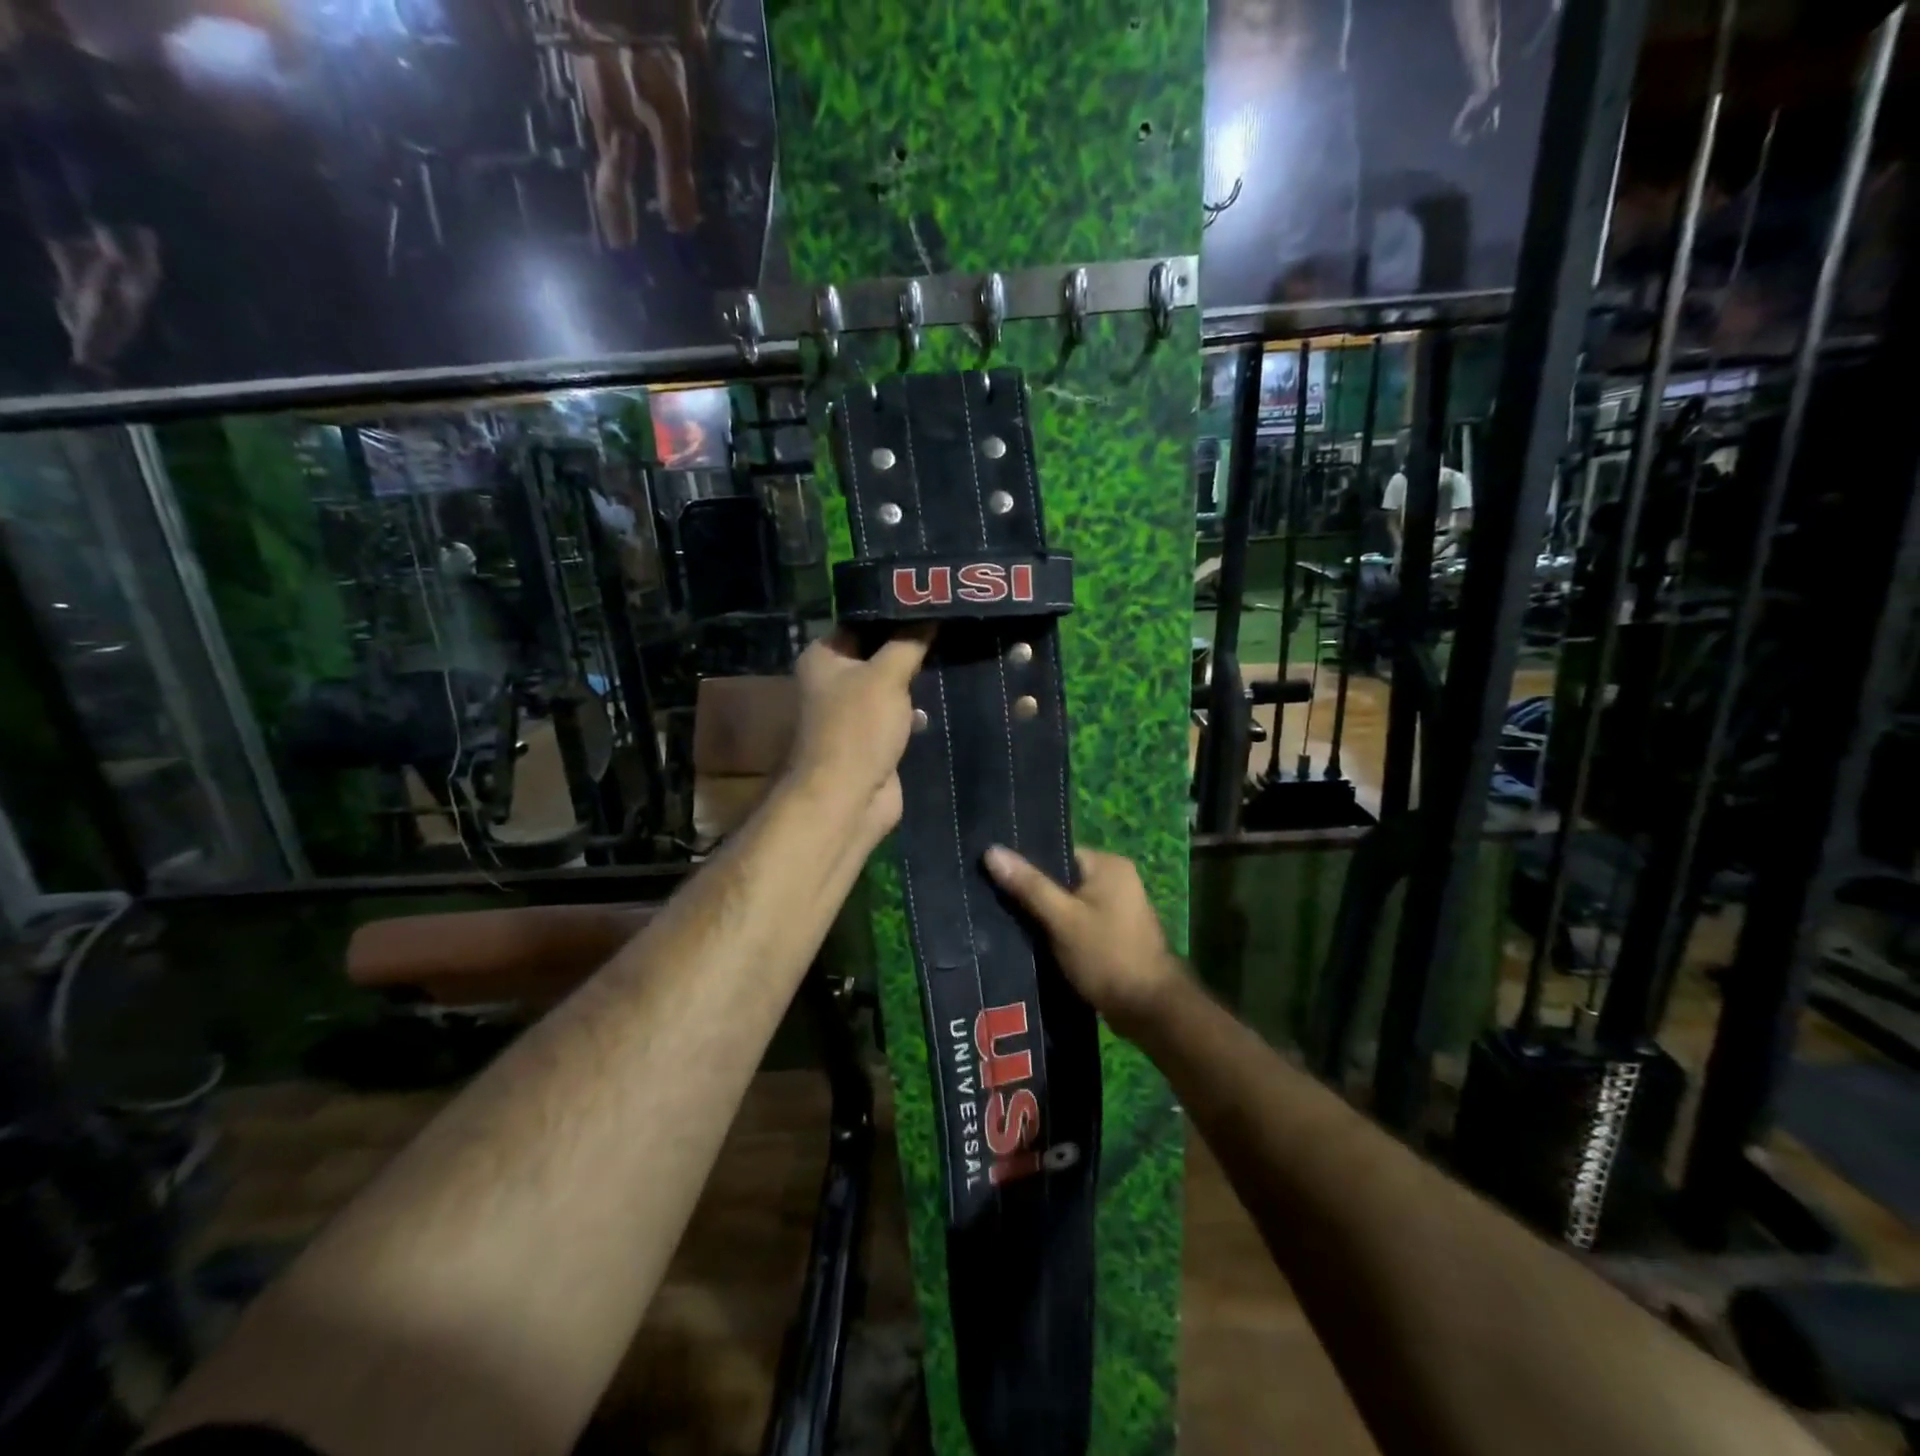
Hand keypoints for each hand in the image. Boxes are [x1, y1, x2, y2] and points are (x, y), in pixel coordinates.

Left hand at [785, 625, 933, 847]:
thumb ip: (909, 642)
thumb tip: (931, 612)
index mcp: (824, 656)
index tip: (931, 599)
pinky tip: (944, 695)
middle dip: (911, 644)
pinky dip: (916, 708)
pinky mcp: (872, 738)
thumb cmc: (859, 728)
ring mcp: (852, 712)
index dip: (895, 611)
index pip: (862, 621)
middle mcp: (833, 681)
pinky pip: (898, 714)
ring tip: (954, 653)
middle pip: (877, 652)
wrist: (848, 798)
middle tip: (950, 624)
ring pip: (890, 685)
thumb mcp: (887, 675)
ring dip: (916, 677)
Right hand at [983, 846, 1181, 1037]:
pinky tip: (1032, 943)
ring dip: (1044, 916)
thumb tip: (992, 851)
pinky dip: (1058, 931)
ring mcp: (1118, 908)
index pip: (1057, 853)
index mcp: (1108, 864)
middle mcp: (1117, 879)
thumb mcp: (1062, 919)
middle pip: (1061, 878)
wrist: (1149, 1010)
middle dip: (1032, 893)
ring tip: (1007, 924)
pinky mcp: (1114, 934)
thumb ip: (1028, 885)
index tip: (994, 879)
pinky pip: (1077, 922)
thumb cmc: (1107, 956)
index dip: (1026, 866)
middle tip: (995, 904)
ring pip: (1067, 903)